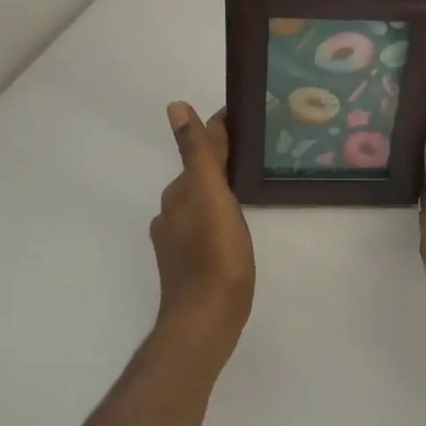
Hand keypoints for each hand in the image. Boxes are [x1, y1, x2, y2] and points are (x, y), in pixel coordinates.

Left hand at [150, 103, 254, 366]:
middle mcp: (172, 213)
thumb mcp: (211, 196)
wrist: (205, 320)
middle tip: (253, 149)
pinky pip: (203, 225)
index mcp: (180, 193)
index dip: (219, 133)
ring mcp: (178, 241)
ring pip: (200, 202)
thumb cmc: (215, 256)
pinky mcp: (188, 263)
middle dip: (219, 160)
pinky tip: (233, 224)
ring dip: (218, 188)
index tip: (244, 119)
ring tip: (247, 183)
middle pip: (199, 176)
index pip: (199, 151)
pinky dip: (217, 214)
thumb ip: (197, 153)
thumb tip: (176, 106)